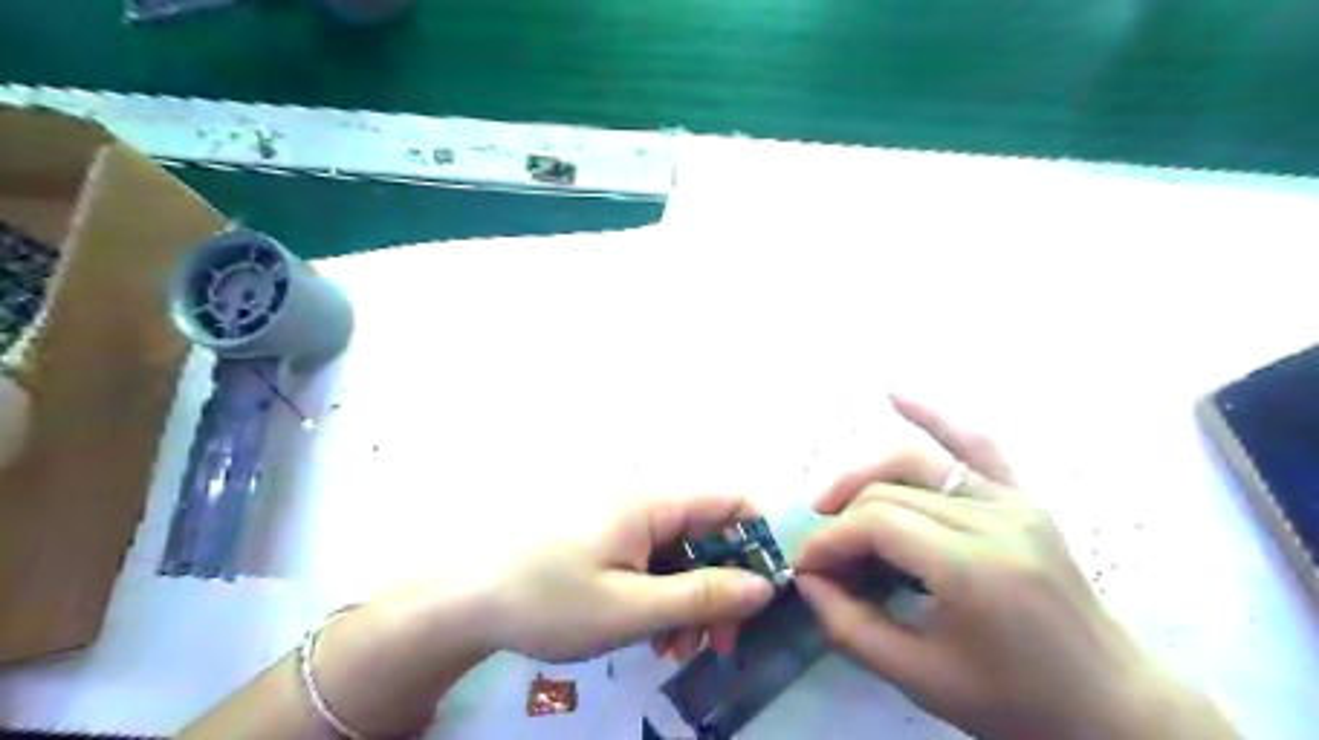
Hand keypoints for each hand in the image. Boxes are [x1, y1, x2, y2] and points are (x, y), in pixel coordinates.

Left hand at [483, 493, 775, 661]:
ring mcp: (624, 522)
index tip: (766, 592)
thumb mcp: (631, 609)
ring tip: (679, 650)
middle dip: (724, 587)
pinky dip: (663, 596)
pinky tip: (653, 635)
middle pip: (709, 534)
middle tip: (720, 643)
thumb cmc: (549, 600)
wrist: (467, 600)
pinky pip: (653, 562)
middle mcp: (643, 502)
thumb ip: (702, 596)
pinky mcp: (608, 540)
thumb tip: (763, 586)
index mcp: (652, 502)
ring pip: (682, 554)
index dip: (758, 540)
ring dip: (692, 599)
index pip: (730, 502)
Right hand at [791, 396, 1237, 739]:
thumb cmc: (1016, 702)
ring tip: (830, 499)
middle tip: (822, 555)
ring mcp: (1012, 499)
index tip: (805, 568)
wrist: (1112, 702)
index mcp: (973, 566)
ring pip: (916, 461)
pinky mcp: (1022, 495)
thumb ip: (850, 626)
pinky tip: (894, 391)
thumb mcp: (921, 679)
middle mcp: (993, 517)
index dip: (828, 541)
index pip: (876, 522)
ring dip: (864, 474)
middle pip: (888, 490)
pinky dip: (933, 414)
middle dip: (840, 518)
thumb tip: (808, 580)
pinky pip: (974, 443)